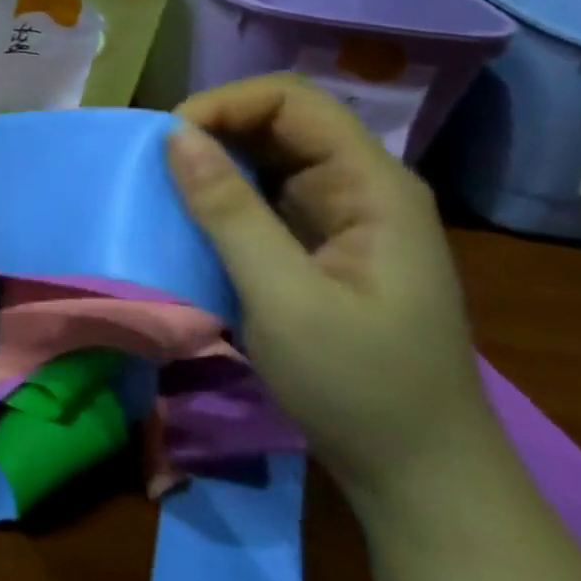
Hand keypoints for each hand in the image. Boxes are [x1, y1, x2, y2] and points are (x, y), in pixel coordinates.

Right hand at [166, 75, 500, 513]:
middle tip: (158, 167)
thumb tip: (175, 136)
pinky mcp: (323, 246)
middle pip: (280, 123)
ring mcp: (344, 218)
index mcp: (372, 185)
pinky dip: (225, 199)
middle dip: (215, 132)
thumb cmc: (361, 387)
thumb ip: (229, 212)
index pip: (292, 101)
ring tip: (167, 190)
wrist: (421, 479)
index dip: (227, 105)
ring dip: (216, 165)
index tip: (171, 142)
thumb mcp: (284, 299)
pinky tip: (195, 223)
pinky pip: (267, 198)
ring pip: (270, 159)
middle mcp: (361, 187)